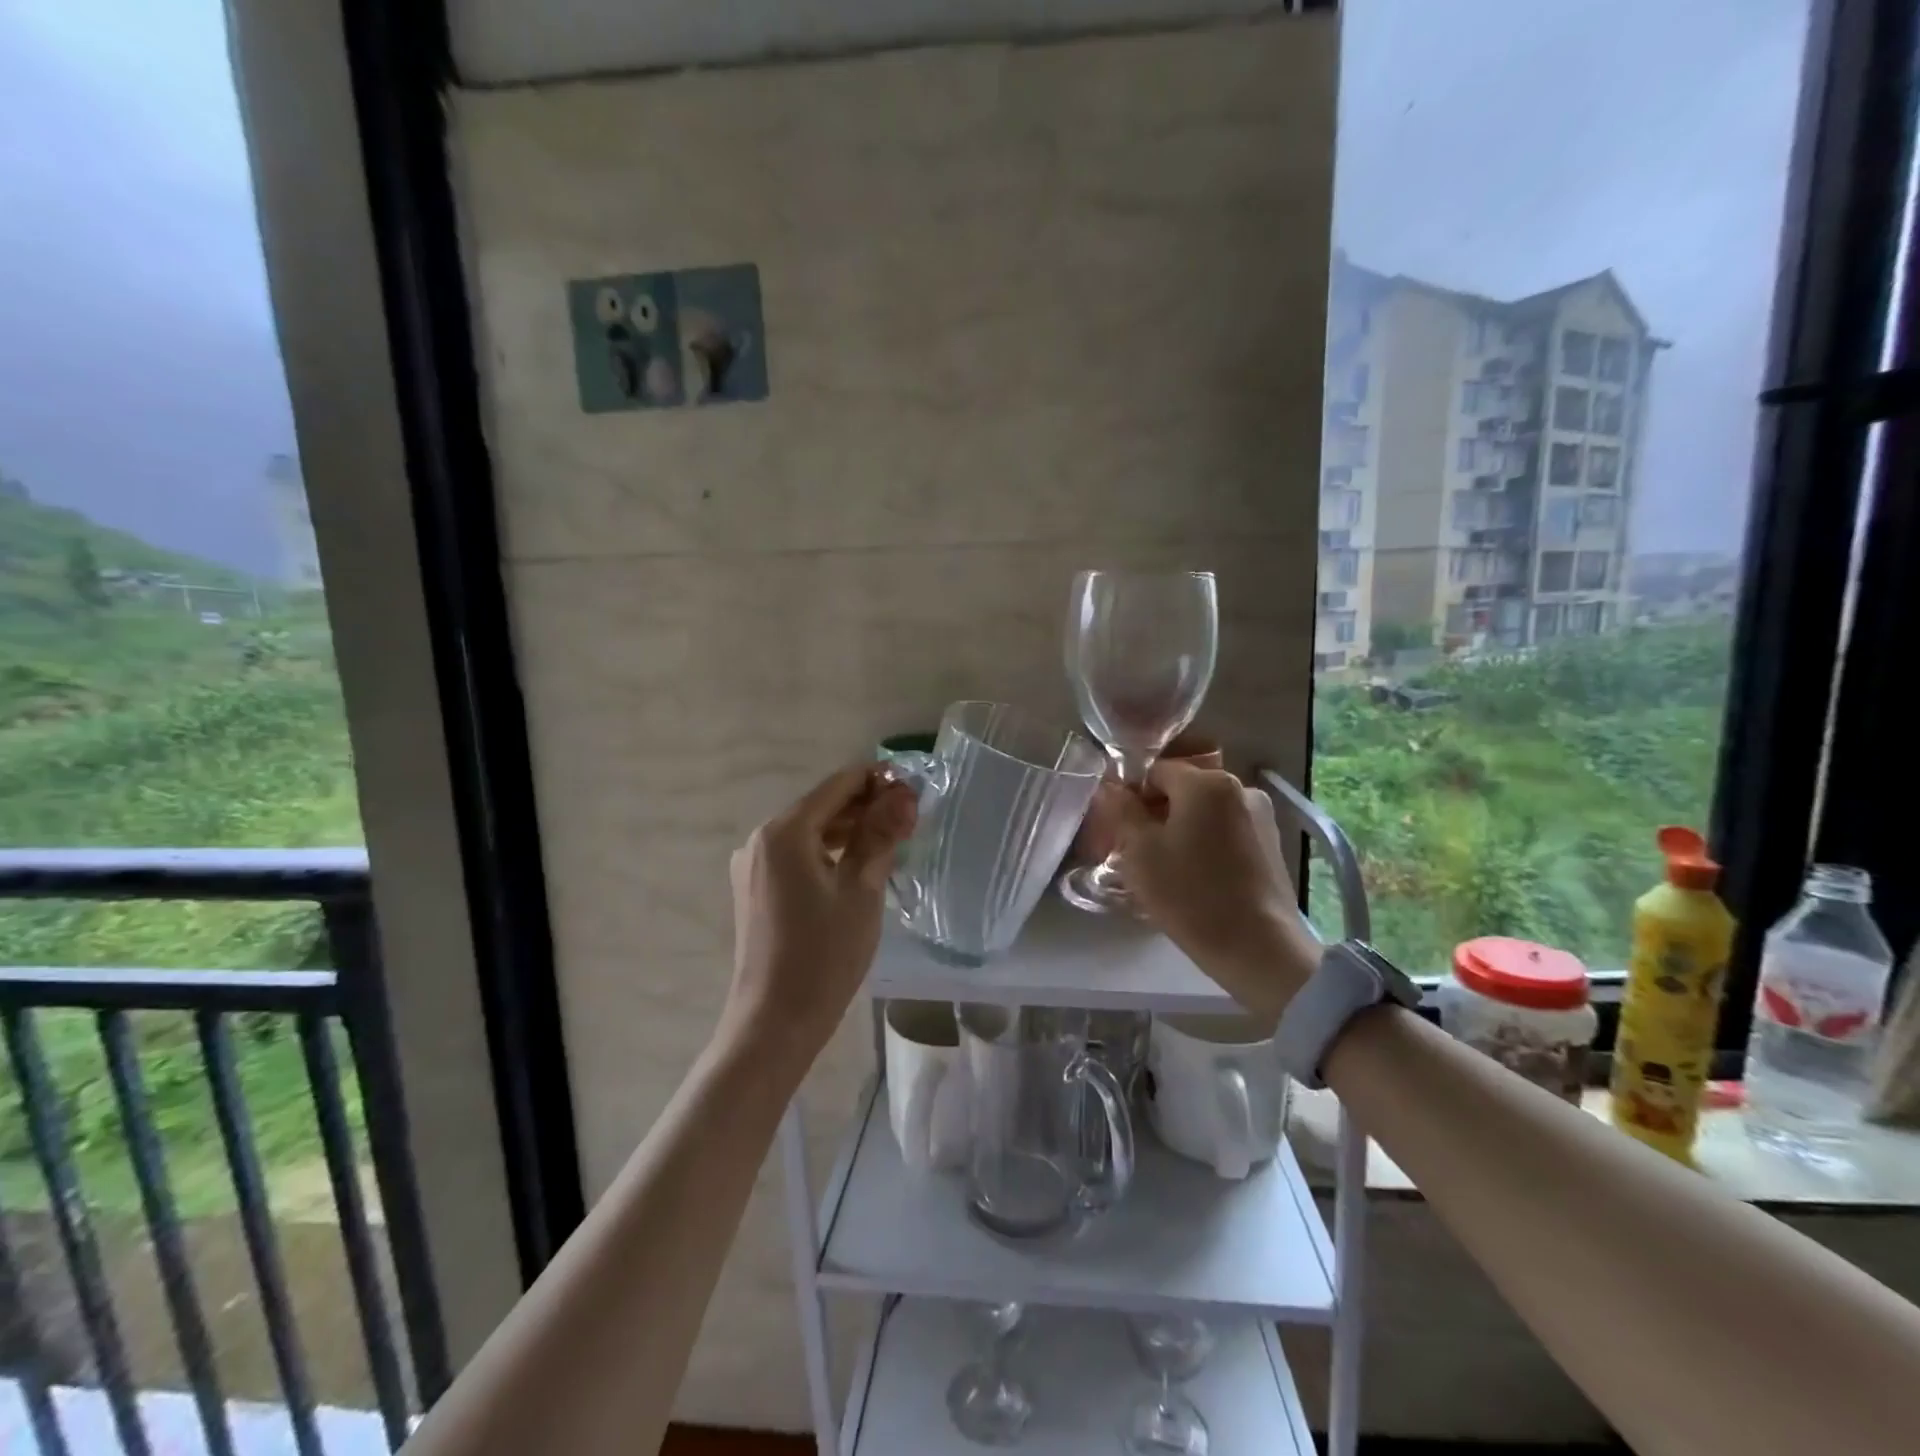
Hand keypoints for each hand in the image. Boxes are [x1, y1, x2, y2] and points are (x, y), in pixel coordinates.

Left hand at [724, 765, 917, 1068]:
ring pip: (809, 830)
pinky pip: (797, 855)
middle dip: (866, 806)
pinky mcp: (754, 889)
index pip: (838, 785)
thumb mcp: (862, 890)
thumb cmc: (824, 955)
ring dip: (849, 829)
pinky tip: (857, 864)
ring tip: (891, 839)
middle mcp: (761, 839)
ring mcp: (753, 865)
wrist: (774, 1022)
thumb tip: (904, 794)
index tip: (914, 790)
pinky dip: (828, 851)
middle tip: (910, 819)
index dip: (878, 780)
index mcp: (784, 832)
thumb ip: (881, 834)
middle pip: (821, 805)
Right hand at [1115, 761, 1319, 1013]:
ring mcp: (1261, 816)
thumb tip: (1110, 786)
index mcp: (1206, 783)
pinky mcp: (1272, 844)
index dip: (1133, 796)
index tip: (1122, 830)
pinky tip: (1199, 877)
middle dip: (1158, 813)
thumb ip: (1122, 811)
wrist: (1258, 948)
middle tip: (1140, 852)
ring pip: (1206, 812)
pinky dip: (1208, 844)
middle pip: (1184, 789)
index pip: (1156, 771)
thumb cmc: (1190, 894)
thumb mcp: (1140, 852)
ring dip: (1183, 829)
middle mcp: (1240, 788)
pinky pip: (1227, 831)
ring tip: (1169, 868)